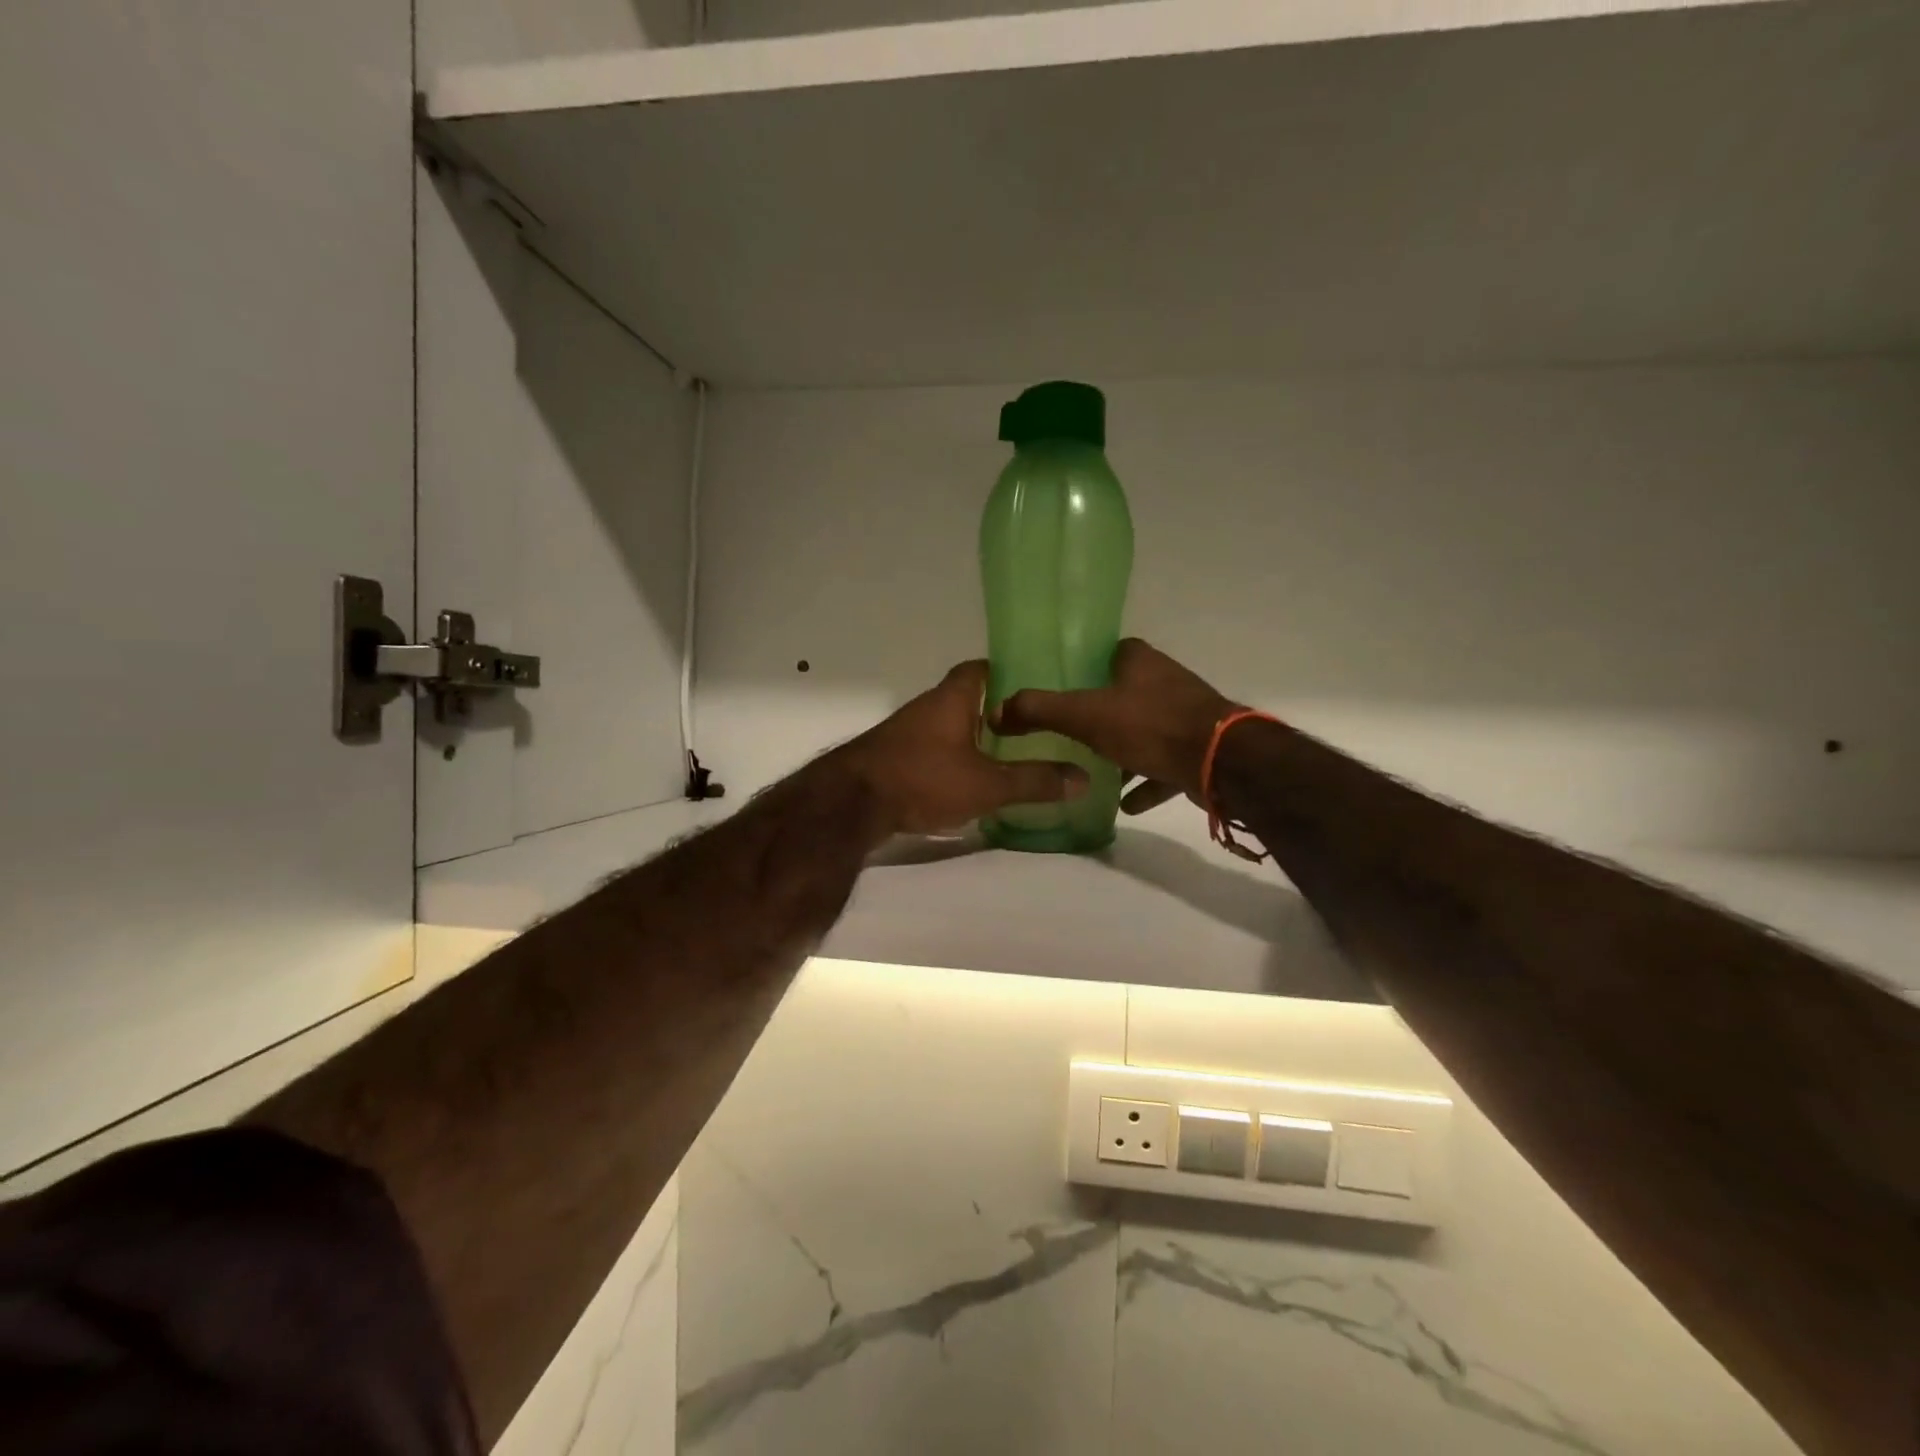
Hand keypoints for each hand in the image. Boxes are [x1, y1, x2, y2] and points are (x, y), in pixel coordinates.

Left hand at [837, 661, 1088, 837]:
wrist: (851, 803)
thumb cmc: (923, 778)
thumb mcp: (987, 784)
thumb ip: (1034, 781)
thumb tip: (1083, 778)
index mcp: (952, 698)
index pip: (982, 668)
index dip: (1009, 672)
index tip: (1037, 686)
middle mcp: (928, 707)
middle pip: (968, 698)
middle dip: (998, 711)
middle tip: (1035, 727)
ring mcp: (907, 732)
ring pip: (950, 725)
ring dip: (975, 737)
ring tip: (1011, 755)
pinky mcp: (895, 758)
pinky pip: (934, 749)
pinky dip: (954, 758)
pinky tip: (971, 780)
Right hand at [991, 639, 1240, 815]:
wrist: (1221, 762)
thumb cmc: (1150, 726)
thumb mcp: (1084, 715)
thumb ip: (1039, 710)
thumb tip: (996, 711)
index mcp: (1139, 661)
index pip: (1107, 652)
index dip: (1084, 667)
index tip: (1060, 688)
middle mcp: (1165, 681)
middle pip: (1125, 693)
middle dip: (1100, 712)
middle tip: (1068, 732)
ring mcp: (1186, 716)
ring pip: (1145, 731)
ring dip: (1122, 751)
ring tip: (1092, 771)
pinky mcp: (1198, 750)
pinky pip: (1163, 765)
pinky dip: (1145, 782)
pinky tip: (1126, 804)